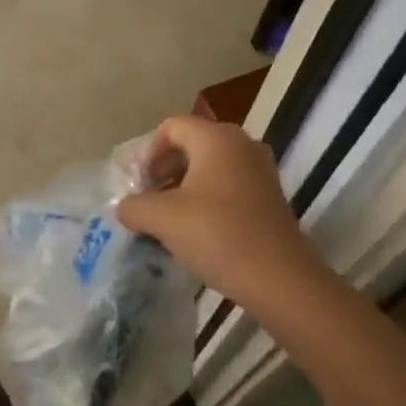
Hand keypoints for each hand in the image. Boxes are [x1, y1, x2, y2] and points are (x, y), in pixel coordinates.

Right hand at [116, 116, 331, 314]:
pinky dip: (206, 198)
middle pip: (191, 143)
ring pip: (210, 166)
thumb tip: (126, 207)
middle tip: (146, 199)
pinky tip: (194, 229)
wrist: (279, 278)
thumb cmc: (217, 235)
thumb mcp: (162, 219)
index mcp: (216, 138)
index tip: (135, 184)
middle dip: (163, 169)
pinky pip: (228, 185)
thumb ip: (134, 206)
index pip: (171, 127)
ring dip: (183, 186)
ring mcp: (259, 170)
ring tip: (166, 218)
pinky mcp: (268, 196)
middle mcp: (242, 144)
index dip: (147, 152)